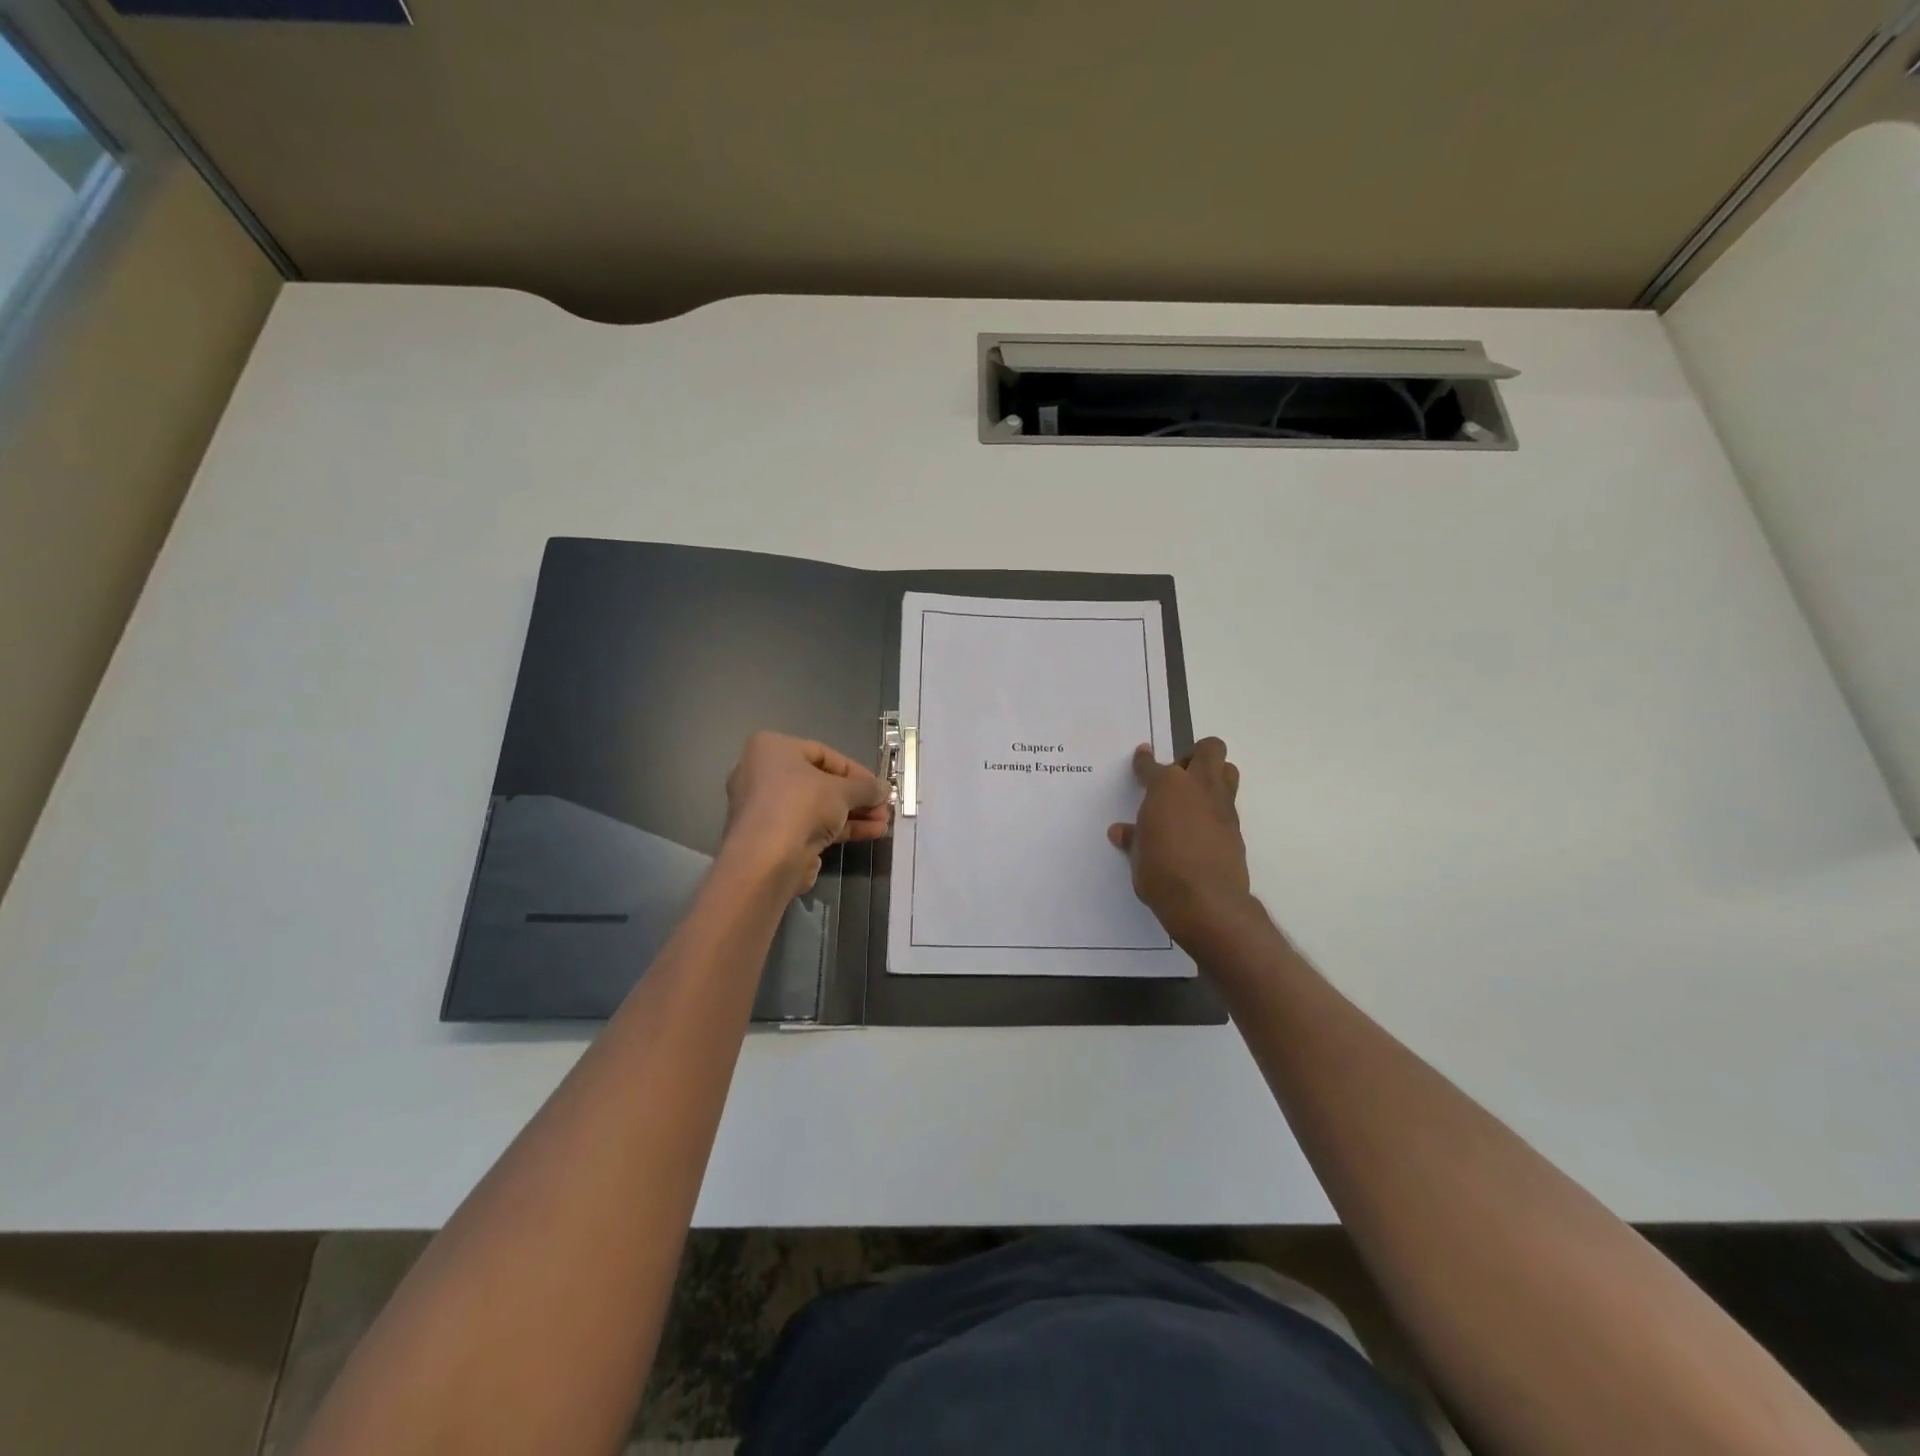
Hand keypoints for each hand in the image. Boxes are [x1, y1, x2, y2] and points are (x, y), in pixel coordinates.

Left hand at [723, 731, 889, 894]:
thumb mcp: (843, 791)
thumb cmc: (801, 805)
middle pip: (821, 783)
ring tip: (883, 824)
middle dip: (856, 797)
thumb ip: (866, 788)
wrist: (766, 859)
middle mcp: (763, 774)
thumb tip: (884, 789)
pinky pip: (810, 826)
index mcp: (772, 749)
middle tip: (883, 807)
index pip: (823, 754)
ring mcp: (767, 808)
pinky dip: (838, 829)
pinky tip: (869, 834)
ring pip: (817, 807)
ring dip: (853, 814)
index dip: (856, 771)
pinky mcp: (773, 837)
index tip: (878, 786)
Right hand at [1108, 738, 1253, 950]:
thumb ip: (1133, 837)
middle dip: (1194, 755)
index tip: (1143, 756)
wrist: (1205, 900)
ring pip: (1228, 770)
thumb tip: (1121, 832)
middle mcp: (1197, 787)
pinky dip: (1216, 808)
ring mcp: (1222, 806)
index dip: (1144, 760)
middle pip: (1209, 749)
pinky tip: (1202, 828)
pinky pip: (1229, 804)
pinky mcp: (1236, 827)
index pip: (1151, 765)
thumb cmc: (1160, 871)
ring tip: (1194, 797)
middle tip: (1178, 776)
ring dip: (1213, 775)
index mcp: (1166, 787)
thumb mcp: (1138, 854)